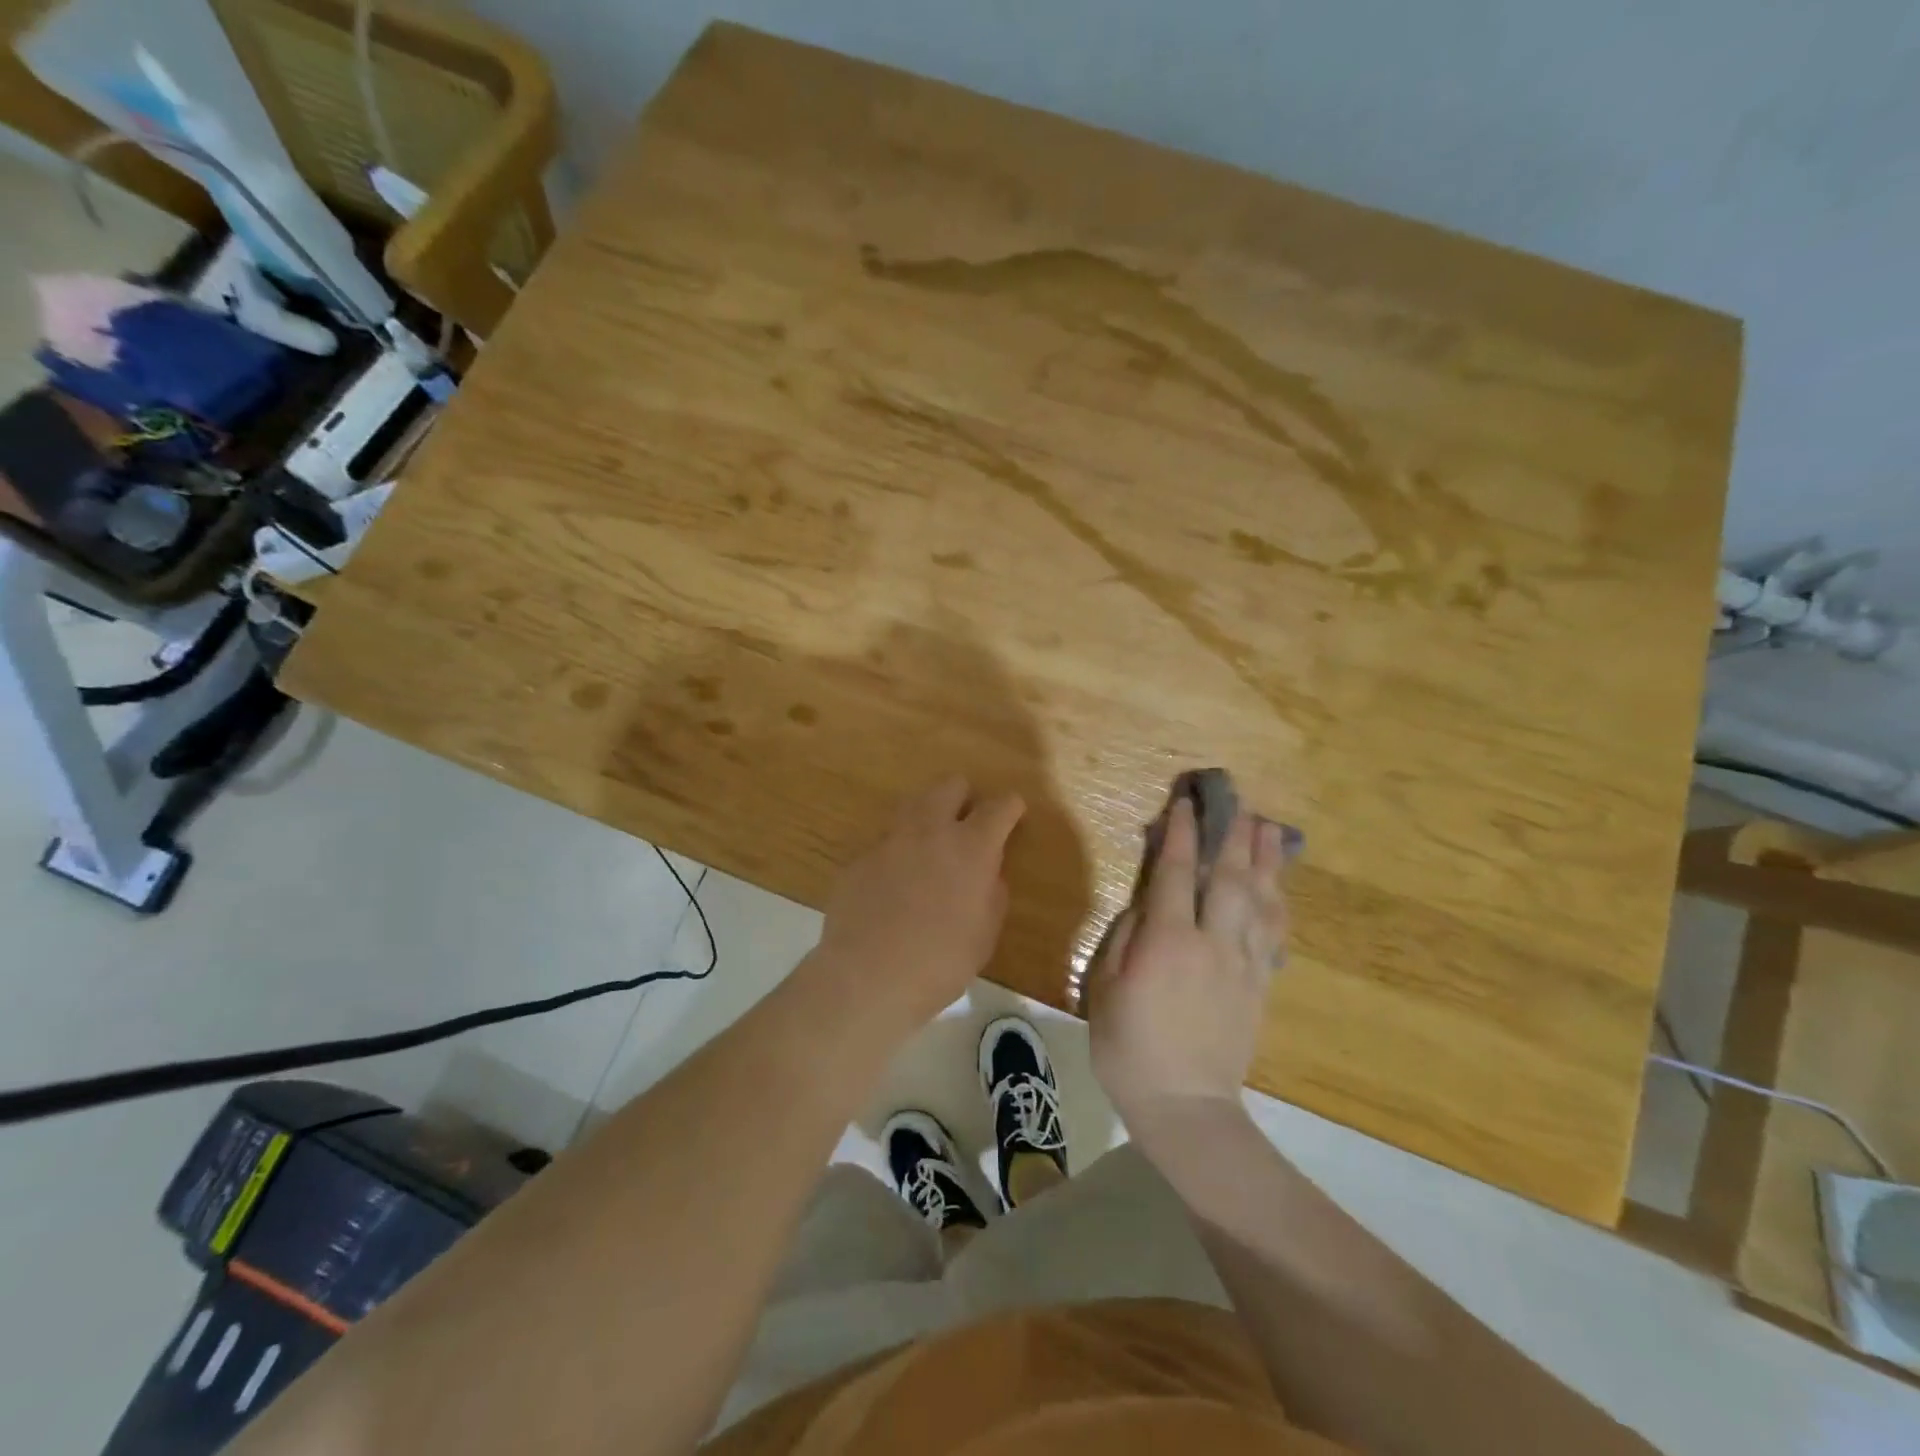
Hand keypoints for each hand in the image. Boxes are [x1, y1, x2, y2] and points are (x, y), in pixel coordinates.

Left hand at [808, 775, 1024, 1040]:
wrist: (866, 977)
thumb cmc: (940, 963)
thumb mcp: (985, 934)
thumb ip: (992, 893)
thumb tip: (988, 873)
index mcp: (971, 847)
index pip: (999, 806)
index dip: (1010, 807)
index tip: (1013, 815)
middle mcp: (930, 830)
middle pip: (951, 785)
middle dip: (965, 798)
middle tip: (968, 827)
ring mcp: (889, 840)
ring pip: (914, 805)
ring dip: (929, 818)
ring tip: (931, 851)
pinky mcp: (859, 857)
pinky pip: (886, 841)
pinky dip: (898, 853)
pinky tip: (895, 885)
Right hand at [1089, 797, 1289, 1145]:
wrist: (1186, 1106)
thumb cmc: (1129, 1048)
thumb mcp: (1105, 989)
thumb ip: (1126, 937)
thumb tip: (1147, 902)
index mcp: (1168, 941)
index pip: (1178, 873)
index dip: (1182, 835)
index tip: (1186, 804)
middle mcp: (1212, 942)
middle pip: (1229, 878)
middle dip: (1233, 836)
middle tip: (1238, 802)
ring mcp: (1242, 964)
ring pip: (1259, 900)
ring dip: (1264, 860)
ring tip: (1267, 827)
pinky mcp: (1259, 985)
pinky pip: (1273, 934)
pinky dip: (1277, 903)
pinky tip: (1277, 886)